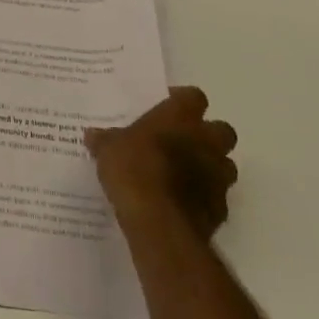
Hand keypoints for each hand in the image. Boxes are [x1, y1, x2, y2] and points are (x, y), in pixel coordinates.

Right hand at [85, 86, 238, 241]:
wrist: (158, 222)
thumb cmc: (133, 169)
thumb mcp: (108, 149)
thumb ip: (105, 139)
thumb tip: (93, 135)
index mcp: (180, 117)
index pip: (193, 96)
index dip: (182, 101)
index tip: (166, 108)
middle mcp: (206, 141)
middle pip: (222, 129)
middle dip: (208, 135)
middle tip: (181, 141)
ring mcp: (218, 176)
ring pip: (226, 165)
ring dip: (210, 167)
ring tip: (184, 175)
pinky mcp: (220, 210)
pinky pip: (217, 198)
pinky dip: (205, 198)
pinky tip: (183, 204)